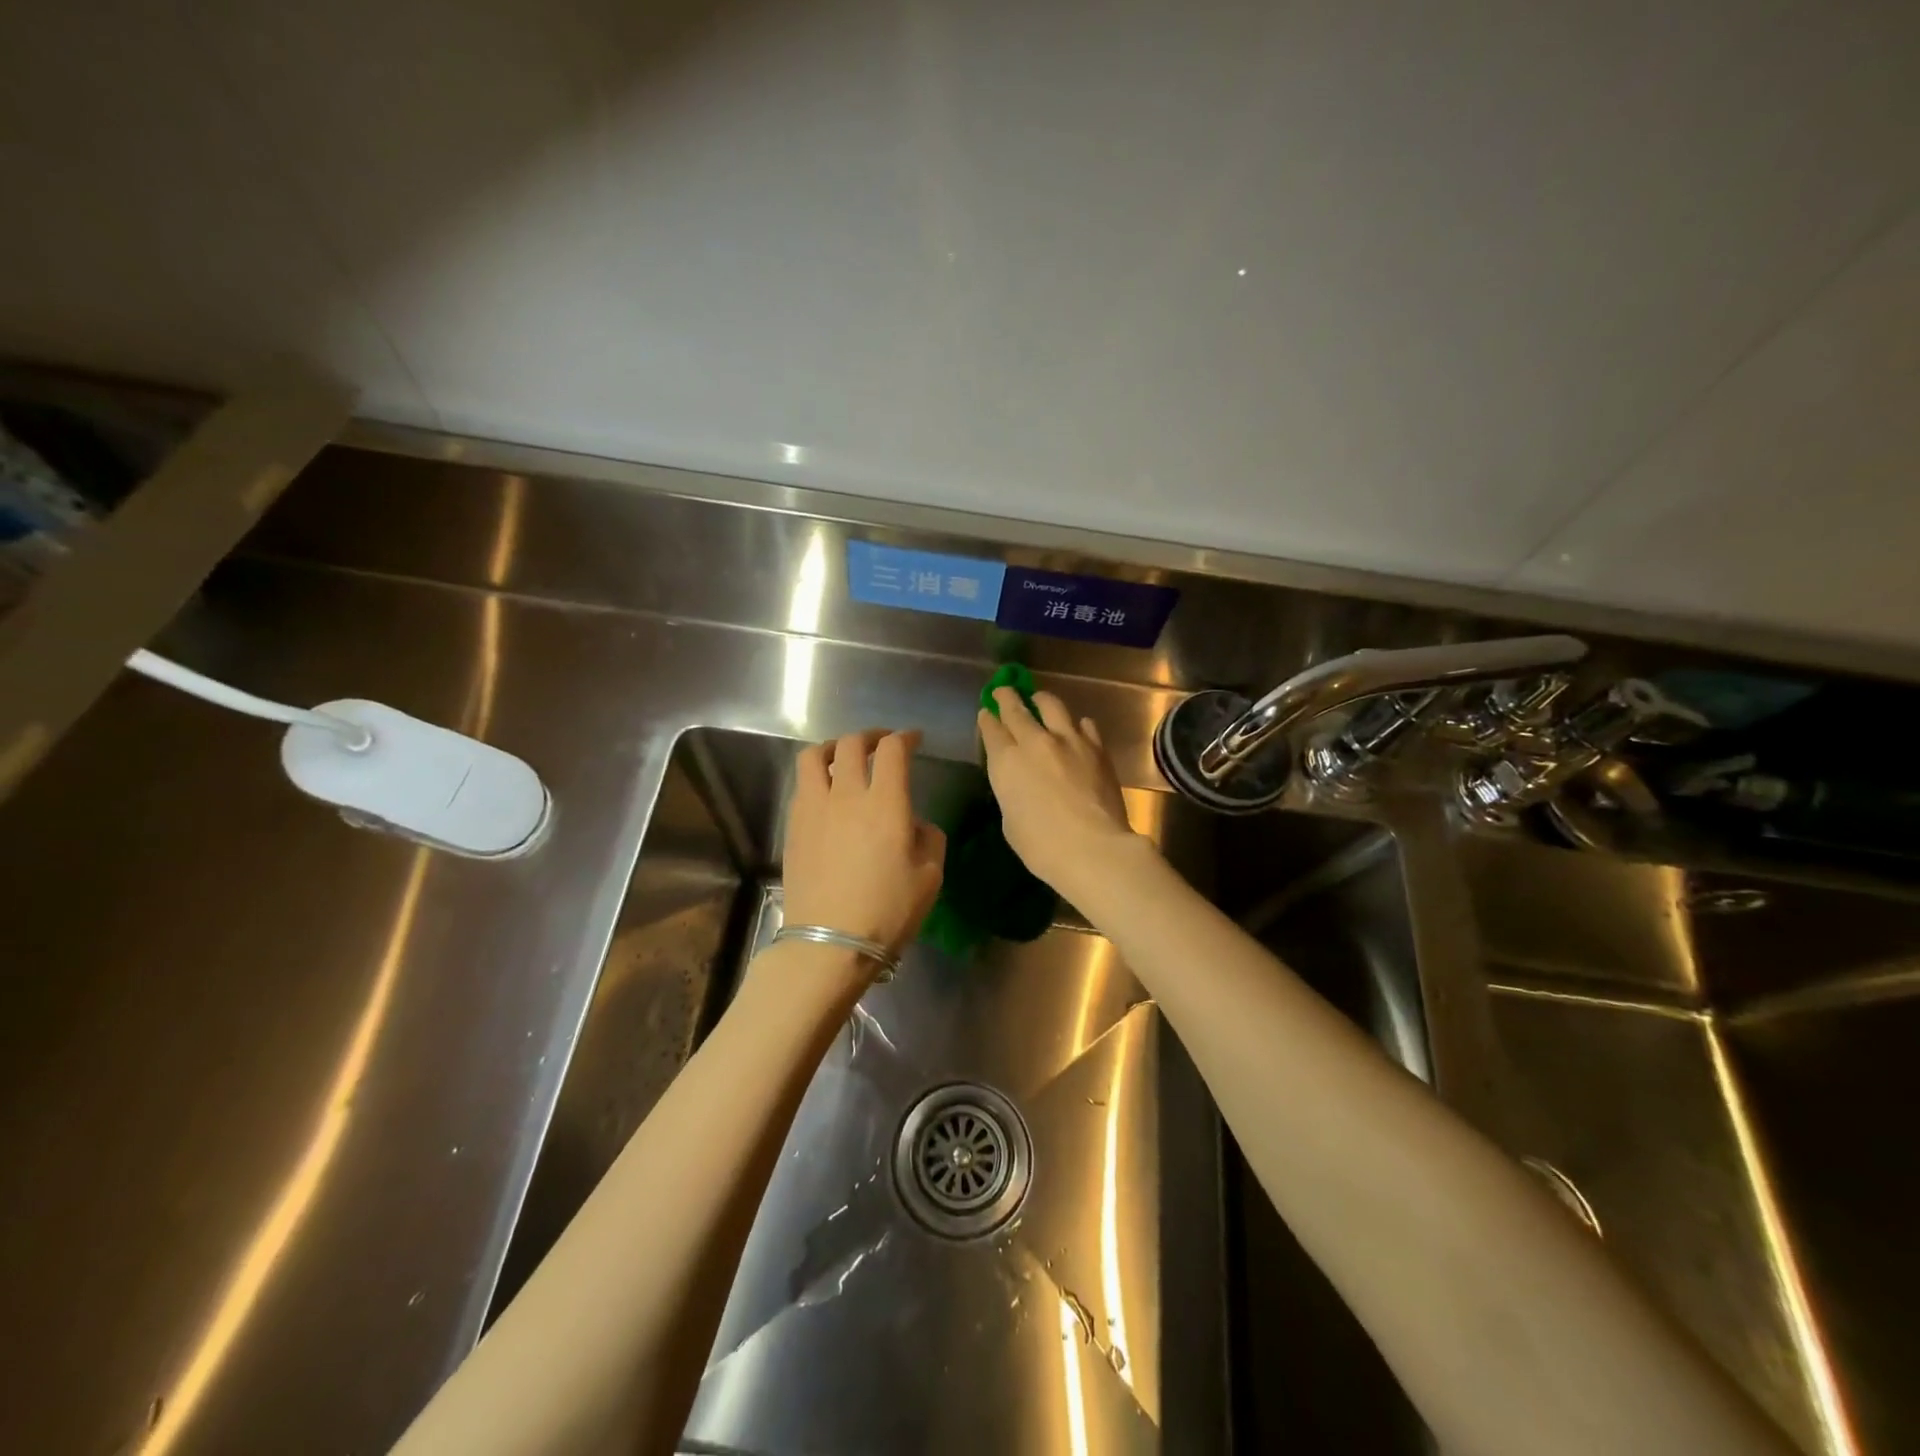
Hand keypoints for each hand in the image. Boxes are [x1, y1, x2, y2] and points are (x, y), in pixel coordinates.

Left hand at [782, 730, 945, 957]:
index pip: (892, 750)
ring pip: (814, 756)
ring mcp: (814, 809)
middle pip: (851, 744)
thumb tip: (914, 823)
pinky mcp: (794, 827)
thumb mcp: (930, 876)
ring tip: (844, 757)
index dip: (904, 737)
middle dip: (870, 736)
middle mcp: (847, 795)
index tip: (913, 739)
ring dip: (833, 748)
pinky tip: (827, 794)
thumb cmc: (887, 911)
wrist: (829, 942)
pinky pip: (802, 786)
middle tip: (881, 744)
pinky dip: (817, 777)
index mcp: (886, 803)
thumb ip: (928, 838)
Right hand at [977, 688, 1138, 895]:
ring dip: (1041, 700)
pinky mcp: (1097, 748)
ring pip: (1051, 705)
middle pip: (1017, 710)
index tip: (986, 712)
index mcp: (1007, 762)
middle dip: (1007, 697)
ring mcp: (1069, 740)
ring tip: (1039, 699)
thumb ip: (1012, 791)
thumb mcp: (1011, 821)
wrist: (1093, 848)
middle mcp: (1035, 742)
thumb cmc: (1042, 847)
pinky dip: (1076, 724)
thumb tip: (1021, 781)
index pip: (992, 730)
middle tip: (1004, 690)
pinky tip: (1076, 728)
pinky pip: (1084, 724)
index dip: (987, 719)